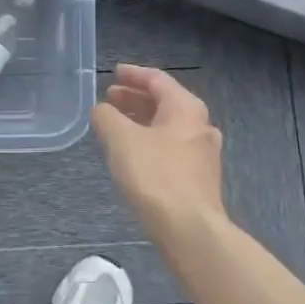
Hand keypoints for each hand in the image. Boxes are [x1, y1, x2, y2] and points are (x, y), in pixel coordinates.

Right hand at [91, 64, 225, 237]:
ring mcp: (202, 154)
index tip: (114, 73)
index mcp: (186, 108)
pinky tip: (132, 154)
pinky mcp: (198, 180)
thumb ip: (106, 117)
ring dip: (141, 121)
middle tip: (110, 98)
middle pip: (165, 103)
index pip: (157, 80)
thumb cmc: (156, 176)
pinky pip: (170, 148)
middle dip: (136, 98)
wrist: (190, 230)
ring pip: (167, 127)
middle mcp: (200, 126)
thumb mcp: (121, 139)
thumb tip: (101, 110)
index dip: (133, 74)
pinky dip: (149, 142)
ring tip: (116, 125)